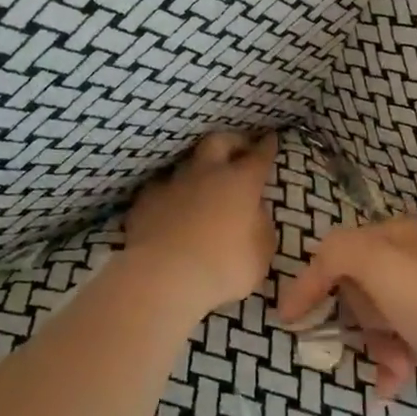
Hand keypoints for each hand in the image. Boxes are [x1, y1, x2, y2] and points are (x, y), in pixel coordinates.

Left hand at [125, 131, 277, 314]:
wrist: (162, 277)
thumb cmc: (222, 267)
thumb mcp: (260, 253)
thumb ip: (261, 226)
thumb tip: (255, 211)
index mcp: (241, 182)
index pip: (259, 156)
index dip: (267, 146)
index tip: (271, 138)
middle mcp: (206, 173)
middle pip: (219, 141)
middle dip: (233, 141)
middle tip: (240, 148)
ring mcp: (172, 184)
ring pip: (187, 163)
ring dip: (199, 169)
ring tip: (203, 181)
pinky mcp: (145, 201)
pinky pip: (162, 188)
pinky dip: (172, 194)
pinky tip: (172, 206)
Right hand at [276, 216, 416, 398]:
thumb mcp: (375, 262)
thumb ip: (335, 253)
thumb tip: (310, 277)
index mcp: (395, 233)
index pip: (335, 251)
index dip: (311, 282)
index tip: (289, 319)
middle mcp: (410, 256)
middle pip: (354, 288)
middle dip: (358, 321)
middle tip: (372, 337)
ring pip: (374, 319)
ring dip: (376, 346)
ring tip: (396, 367)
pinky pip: (396, 341)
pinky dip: (390, 362)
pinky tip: (393, 384)